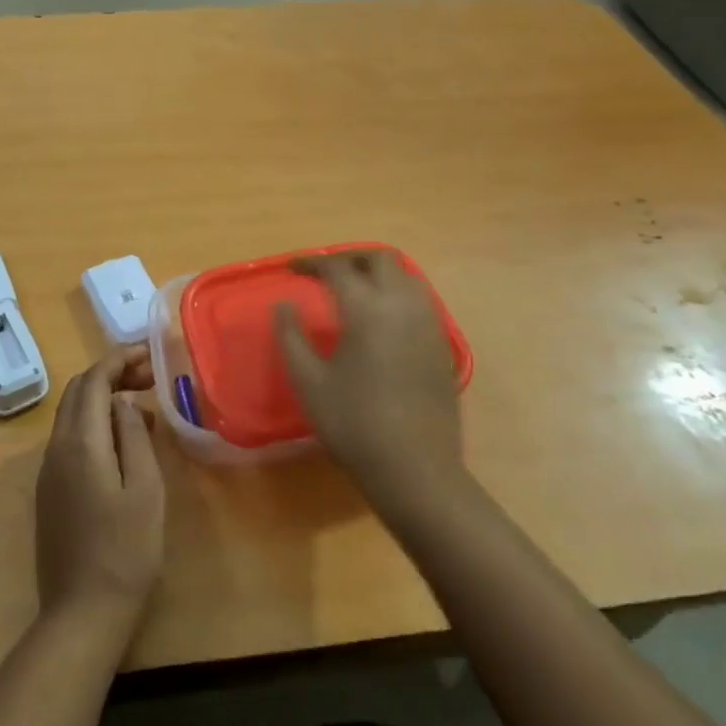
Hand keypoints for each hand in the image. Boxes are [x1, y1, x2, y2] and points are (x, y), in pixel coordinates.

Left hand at [35, 345, 165, 634]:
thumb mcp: (145, 488)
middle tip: (150, 377)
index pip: (93, 379)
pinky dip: (95, 423)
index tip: (150, 354)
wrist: (81, 613)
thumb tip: (125, 403)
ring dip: (103, 398)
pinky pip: (70, 438)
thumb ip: (134, 436)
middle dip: (111, 374)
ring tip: (143, 406)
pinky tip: (123, 441)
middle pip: (78, 391)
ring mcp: (48, 470)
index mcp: (80, 442)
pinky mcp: (50, 490)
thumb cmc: (125, 550)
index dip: (120, 358)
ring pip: (72, 414)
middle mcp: (56, 448)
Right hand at [275, 249, 465, 507]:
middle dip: (349, 257)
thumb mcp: (308, 381)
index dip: (312, 262)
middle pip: (379, 258)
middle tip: (325, 271)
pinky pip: (419, 298)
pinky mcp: (442, 343)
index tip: (292, 268)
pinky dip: (396, 291)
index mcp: (367, 308)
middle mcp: (402, 304)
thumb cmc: (354, 424)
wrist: (416, 469)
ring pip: (405, 274)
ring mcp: (428, 322)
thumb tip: (283, 304)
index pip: (337, 268)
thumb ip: (290, 336)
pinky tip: (381, 316)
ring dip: (377, 271)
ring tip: (353, 287)